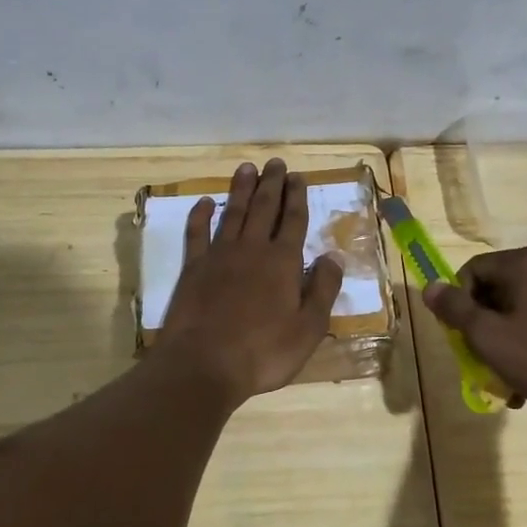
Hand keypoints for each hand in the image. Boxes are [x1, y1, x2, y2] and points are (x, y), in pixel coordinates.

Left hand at [155, 159, 343, 403]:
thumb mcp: (308, 328)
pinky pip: (197, 233)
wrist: (203, 364)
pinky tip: (204, 202)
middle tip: (275, 162)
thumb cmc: (263, 352)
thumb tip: (333, 256)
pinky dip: (200, 215)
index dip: (296, 197)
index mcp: (283, 262)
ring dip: (241, 189)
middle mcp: (252, 249)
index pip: (293, 221)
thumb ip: (323, 289)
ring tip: (247, 168)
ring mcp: (219, 255)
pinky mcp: (193, 268)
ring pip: (232, 213)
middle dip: (271, 184)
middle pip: (263, 208)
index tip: (297, 176)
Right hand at [422, 246, 526, 414]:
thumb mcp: (487, 336)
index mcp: (526, 262)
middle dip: (482, 324)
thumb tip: (430, 287)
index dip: (458, 303)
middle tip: (479, 358)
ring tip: (503, 377)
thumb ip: (454, 308)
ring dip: (503, 338)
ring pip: (518, 307)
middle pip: (495, 288)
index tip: (461, 336)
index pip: (472, 270)